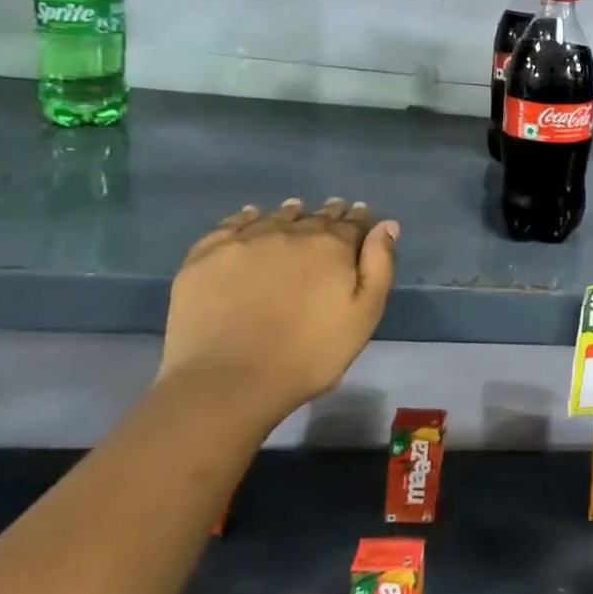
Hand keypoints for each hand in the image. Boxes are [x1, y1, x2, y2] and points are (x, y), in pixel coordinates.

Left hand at [160, 198, 398, 421]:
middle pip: (314, 216)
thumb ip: (379, 265)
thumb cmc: (309, 354)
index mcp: (331, 246)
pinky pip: (230, 225)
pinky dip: (246, 218)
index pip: (351, 222)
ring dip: (290, 214)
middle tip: (333, 213)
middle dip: (327, 215)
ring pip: (274, 217)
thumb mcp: (364, 315)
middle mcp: (289, 232)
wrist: (228, 381)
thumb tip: (386, 225)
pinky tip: (249, 218)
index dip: (359, 219)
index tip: (361, 216)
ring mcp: (244, 241)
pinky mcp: (205, 256)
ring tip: (295, 212)